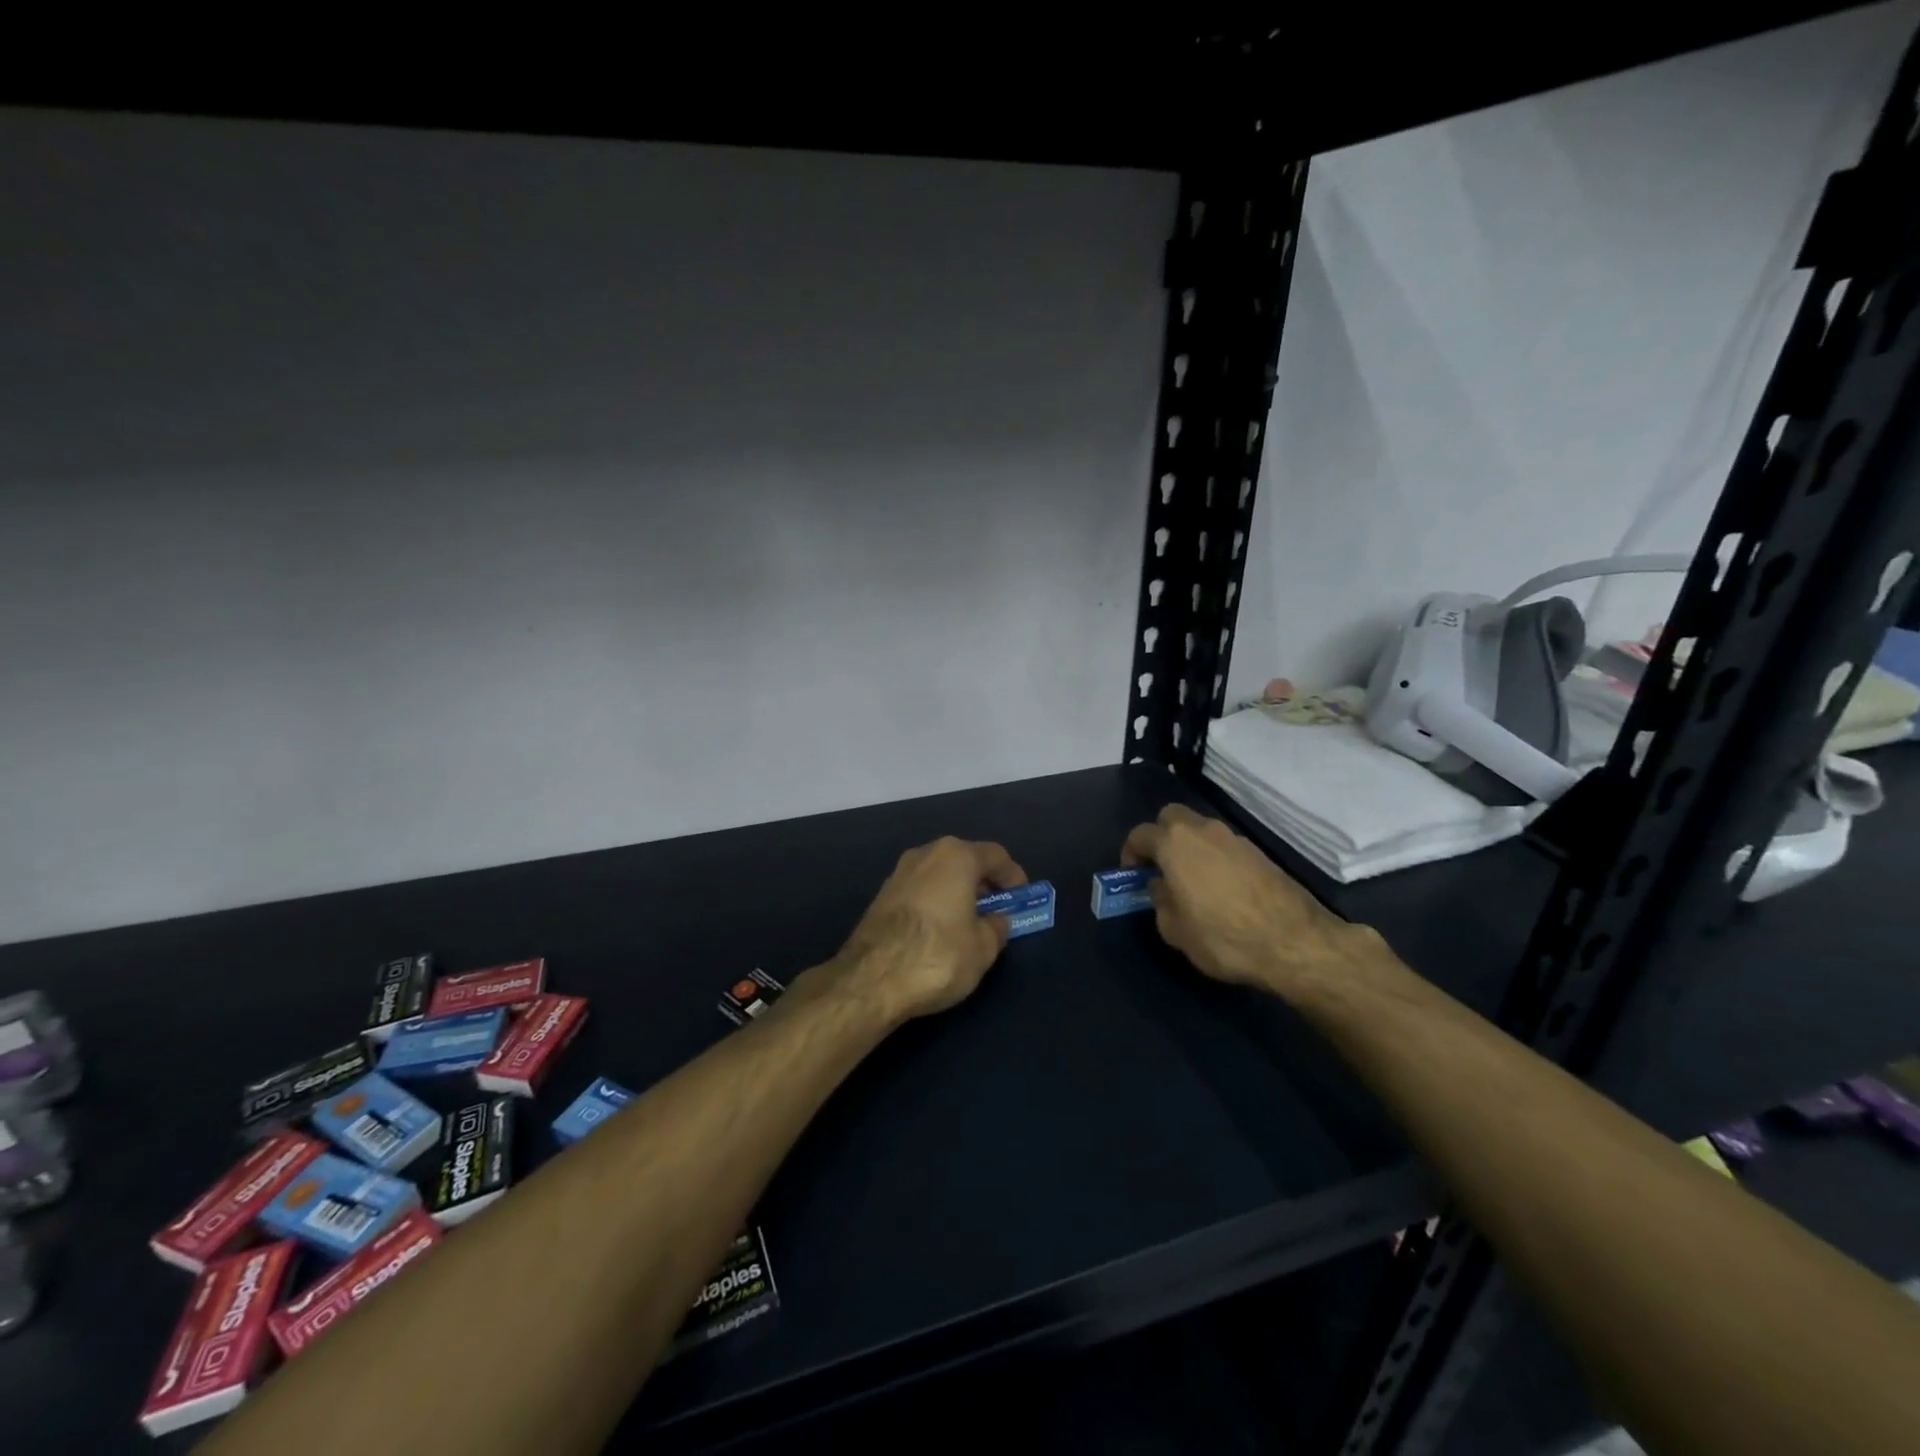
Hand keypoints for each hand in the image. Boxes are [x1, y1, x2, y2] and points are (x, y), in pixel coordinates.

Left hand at [817, 836, 1027, 1023]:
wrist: (870, 980)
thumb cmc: (938, 956)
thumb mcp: (983, 948)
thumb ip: (996, 927)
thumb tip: (996, 920)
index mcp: (956, 856)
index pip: (995, 855)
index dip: (1013, 876)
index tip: (1021, 897)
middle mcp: (925, 854)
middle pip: (964, 860)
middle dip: (983, 882)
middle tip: (997, 909)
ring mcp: (898, 873)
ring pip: (939, 874)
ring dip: (958, 892)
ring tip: (970, 922)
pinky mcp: (880, 896)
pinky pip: (920, 890)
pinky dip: (936, 902)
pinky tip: (940, 930)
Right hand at [1121, 803, 1377, 998]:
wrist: (1294, 942)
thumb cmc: (1222, 936)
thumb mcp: (1175, 930)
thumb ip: (1160, 902)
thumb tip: (1163, 888)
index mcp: (1174, 844)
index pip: (1140, 834)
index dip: (1130, 853)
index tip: (1133, 875)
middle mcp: (1203, 830)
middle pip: (1171, 817)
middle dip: (1160, 836)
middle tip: (1161, 866)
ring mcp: (1234, 838)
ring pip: (1201, 829)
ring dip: (1190, 846)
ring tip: (1192, 881)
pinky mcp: (1259, 852)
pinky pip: (1224, 845)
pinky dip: (1215, 858)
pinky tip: (1221, 888)